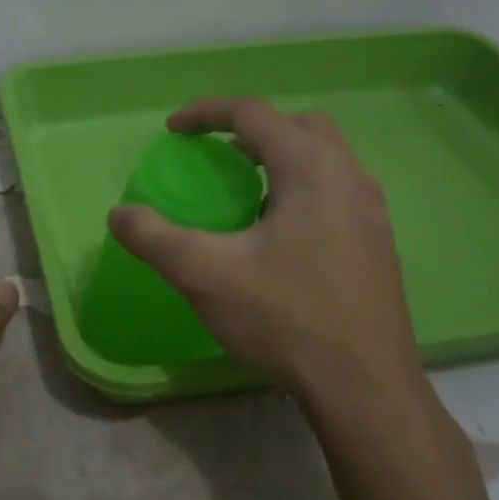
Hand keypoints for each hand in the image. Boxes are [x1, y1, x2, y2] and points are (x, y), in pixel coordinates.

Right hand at [109, 98, 424, 400]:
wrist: (364, 386)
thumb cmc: (286, 318)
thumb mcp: (205, 275)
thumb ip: (155, 237)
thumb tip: (120, 214)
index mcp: (311, 168)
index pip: (253, 113)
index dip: (206, 113)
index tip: (173, 131)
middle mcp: (349, 176)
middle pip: (299, 126)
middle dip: (252, 130)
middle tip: (217, 158)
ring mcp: (372, 212)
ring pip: (324, 159)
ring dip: (281, 161)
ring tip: (244, 197)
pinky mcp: (378, 244)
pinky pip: (337, 193)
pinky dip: (302, 191)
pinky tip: (278, 239)